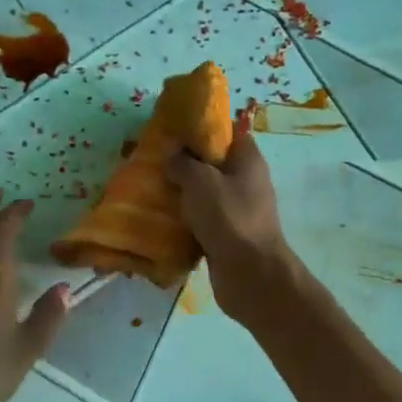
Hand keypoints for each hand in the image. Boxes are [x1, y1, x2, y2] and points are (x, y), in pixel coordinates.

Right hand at [167, 121, 297, 319]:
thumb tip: (172, 154)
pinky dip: (185, 220)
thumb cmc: (229, 217)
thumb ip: (183, 162)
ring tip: (151, 189)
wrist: (250, 274)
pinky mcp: (227, 236)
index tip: (173, 130)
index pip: (227, 132)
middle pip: (213, 164)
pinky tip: (161, 219)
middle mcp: (246, 182)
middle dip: (185, 162)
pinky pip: (202, 221)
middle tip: (155, 161)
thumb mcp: (201, 181)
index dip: (202, 127)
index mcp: (248, 160)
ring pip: (205, 194)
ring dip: (182, 193)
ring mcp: (238, 211)